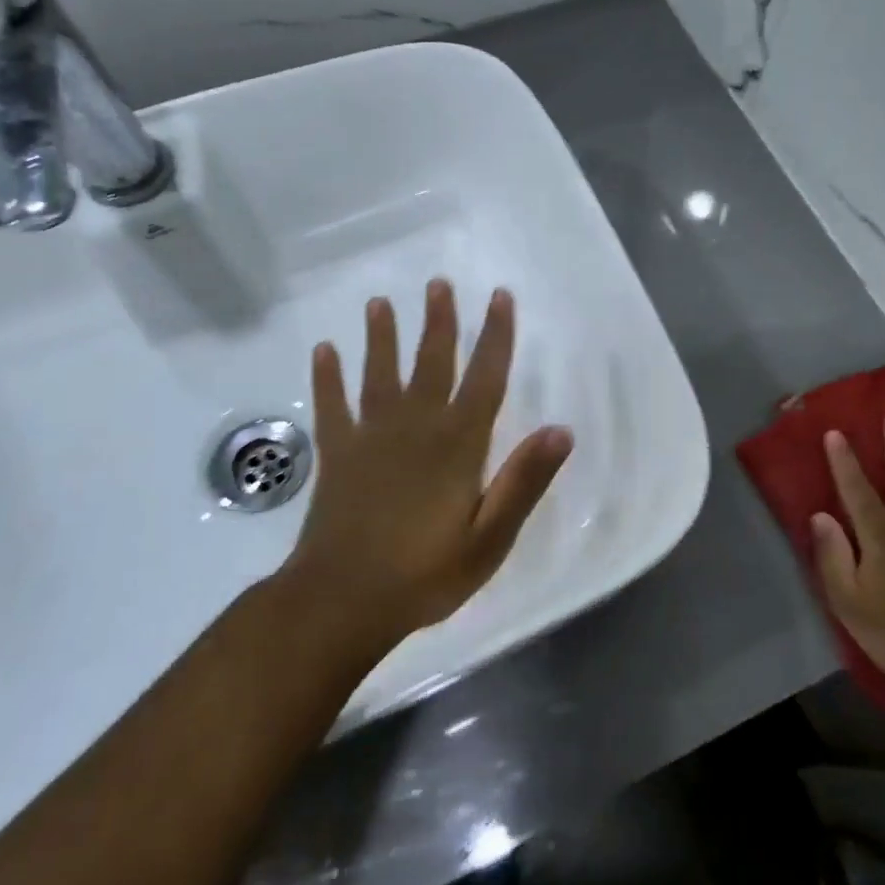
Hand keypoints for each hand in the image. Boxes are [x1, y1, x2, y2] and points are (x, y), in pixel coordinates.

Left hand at [284, 281, 572, 649]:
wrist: (343, 600)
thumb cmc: (426, 574)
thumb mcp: (490, 538)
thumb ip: (524, 481)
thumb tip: (561, 431)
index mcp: (458, 445)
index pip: (484, 379)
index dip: (495, 336)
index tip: (499, 298)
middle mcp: (415, 428)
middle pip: (431, 363)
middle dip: (438, 322)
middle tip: (438, 283)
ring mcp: (370, 438)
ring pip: (379, 374)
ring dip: (382, 337)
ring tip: (379, 302)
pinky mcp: (337, 455)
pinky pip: (332, 406)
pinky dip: (327, 377)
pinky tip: (323, 350)